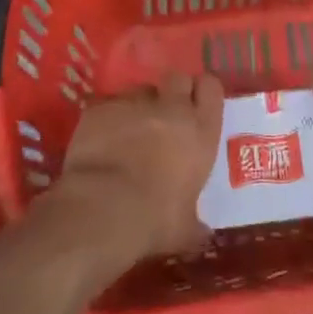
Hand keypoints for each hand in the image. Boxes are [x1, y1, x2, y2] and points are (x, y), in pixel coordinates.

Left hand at [47, 74, 222, 264]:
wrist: (102, 210)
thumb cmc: (154, 220)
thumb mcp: (185, 229)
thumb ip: (196, 224)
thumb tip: (204, 235)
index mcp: (200, 131)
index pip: (211, 88)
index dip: (204, 93)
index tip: (198, 105)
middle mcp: (171, 108)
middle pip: (178, 78)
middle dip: (173, 91)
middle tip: (166, 114)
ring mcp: (133, 103)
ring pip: (141, 90)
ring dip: (140, 105)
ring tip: (130, 128)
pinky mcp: (100, 108)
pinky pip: (109, 104)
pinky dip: (109, 117)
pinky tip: (102, 139)